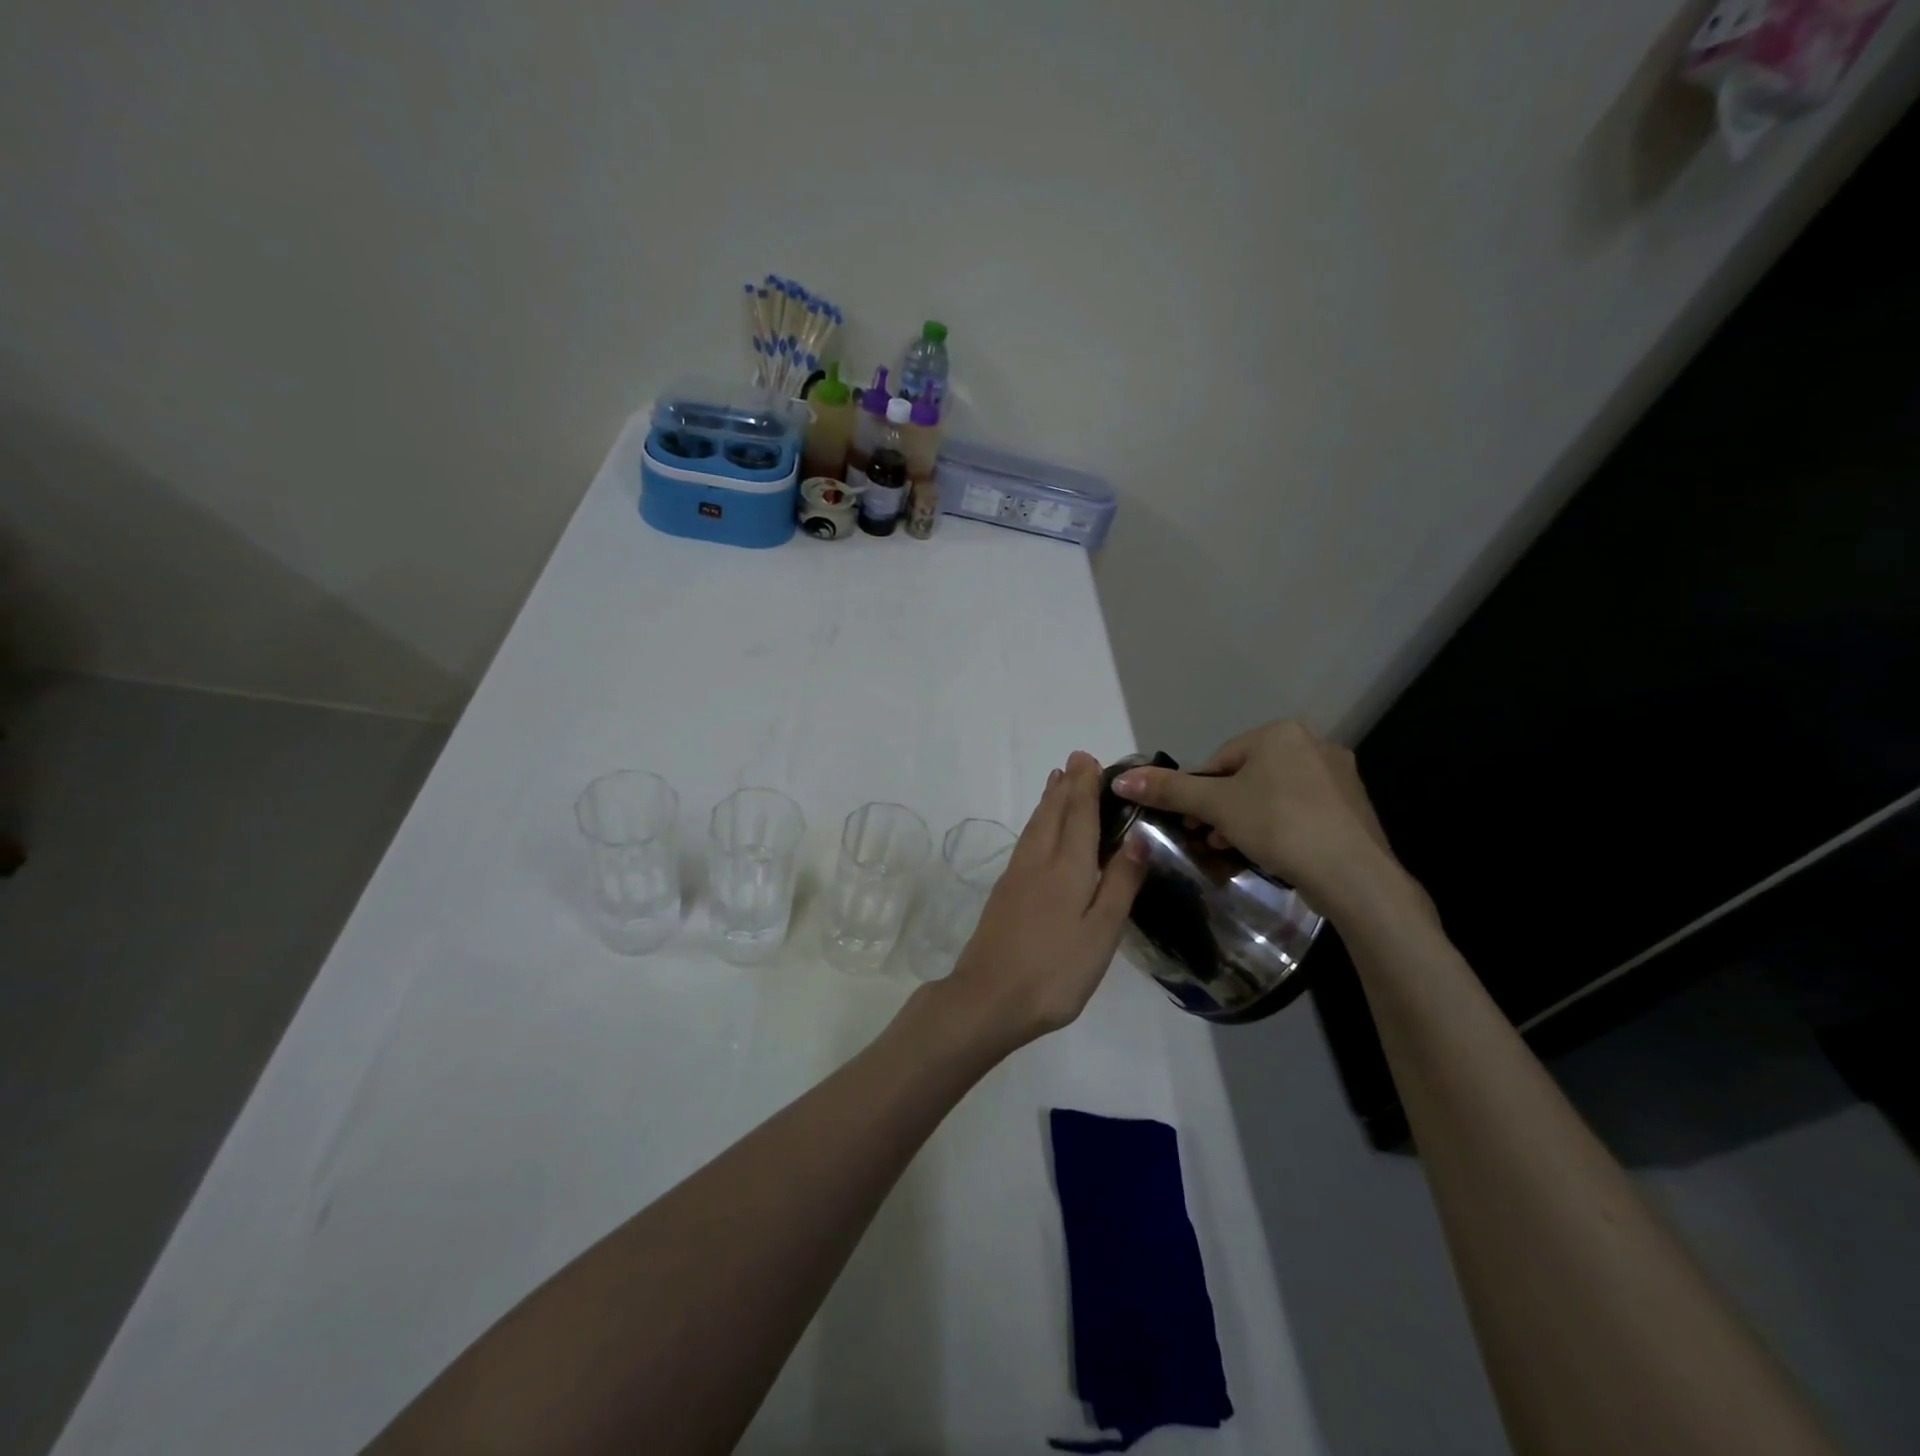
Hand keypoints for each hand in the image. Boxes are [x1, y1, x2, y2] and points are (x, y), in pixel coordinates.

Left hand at [941, 751, 1149, 1048]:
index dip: (1086, 787)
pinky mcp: (1003, 893)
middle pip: (1053, 814)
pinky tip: (1037, 831)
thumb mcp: (1101, 933)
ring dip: (1047, 801)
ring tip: (1055, 782)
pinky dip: (1035, 823)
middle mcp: (1038, 862)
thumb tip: (1138, 836)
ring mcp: (1016, 877)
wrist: (988, 998)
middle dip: (1066, 786)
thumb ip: (1119, 883)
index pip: (1080, 817)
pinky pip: (1025, 842)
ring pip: (1035, 826)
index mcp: (1067, 868)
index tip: (1089, 759)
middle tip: (1075, 761)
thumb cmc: (1055, 971)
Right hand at [1110, 720, 1419, 924]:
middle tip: (1209, 837)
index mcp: (1281, 732)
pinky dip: (1280, 827)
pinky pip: (1302, 810)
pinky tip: (1271, 852)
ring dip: (1247, 819)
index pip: (1220, 759)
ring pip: (1274, 794)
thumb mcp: (1215, 806)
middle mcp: (1314, 743)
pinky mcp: (1353, 807)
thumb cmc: (1279, 825)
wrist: (1353, 874)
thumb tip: (1121, 780)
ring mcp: (1339, 776)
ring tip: (1233, 848)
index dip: (1199, 792)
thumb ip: (1169, 790)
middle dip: (1223, 807)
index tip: (1191, 822)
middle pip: (1247, 775)